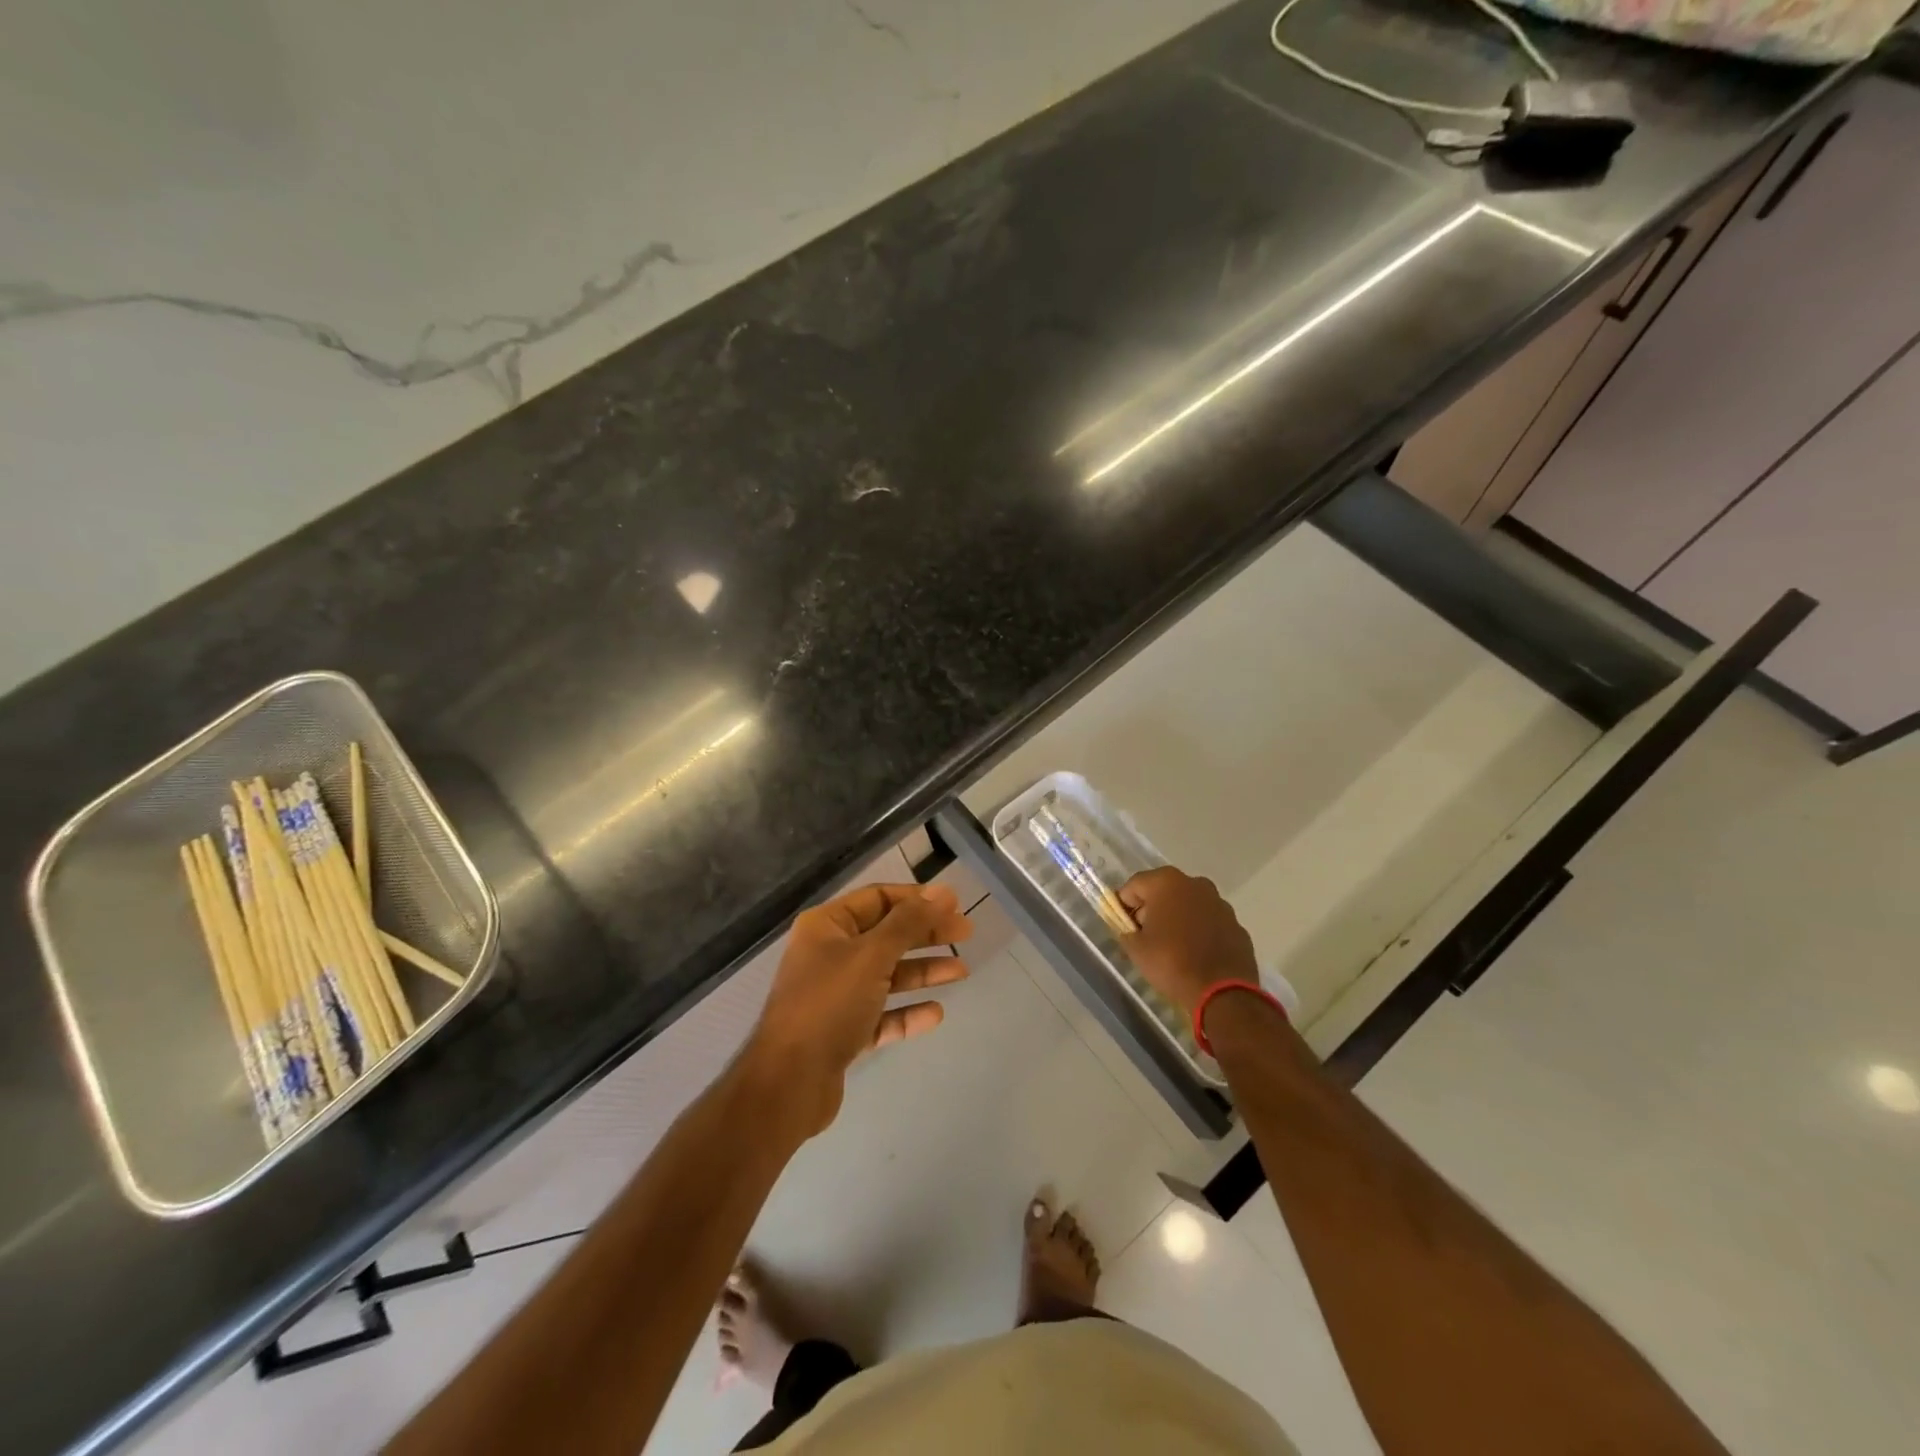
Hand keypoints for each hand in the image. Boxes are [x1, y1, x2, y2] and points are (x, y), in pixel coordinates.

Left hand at [746, 882, 971, 1135]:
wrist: (788, 1083)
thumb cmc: (828, 1005)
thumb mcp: (872, 955)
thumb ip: (908, 923)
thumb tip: (942, 892)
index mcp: (827, 926)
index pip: (878, 898)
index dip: (917, 899)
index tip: (955, 904)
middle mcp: (829, 954)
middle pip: (886, 935)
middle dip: (926, 934)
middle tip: (966, 933)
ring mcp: (835, 995)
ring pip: (887, 975)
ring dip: (923, 971)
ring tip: (961, 972)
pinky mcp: (842, 1032)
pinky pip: (881, 1014)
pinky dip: (907, 1012)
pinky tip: (935, 1013)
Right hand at [1118, 867, 1255, 1018]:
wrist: (1222, 992)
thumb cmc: (1171, 962)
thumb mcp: (1136, 949)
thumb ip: (1127, 932)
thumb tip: (1131, 930)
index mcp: (1167, 883)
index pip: (1134, 885)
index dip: (1124, 905)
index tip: (1122, 925)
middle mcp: (1196, 884)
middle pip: (1163, 891)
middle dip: (1152, 909)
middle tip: (1145, 936)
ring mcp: (1220, 904)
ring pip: (1189, 905)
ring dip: (1177, 919)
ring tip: (1171, 947)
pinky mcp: (1236, 925)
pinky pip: (1209, 923)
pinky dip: (1199, 932)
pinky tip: (1195, 954)